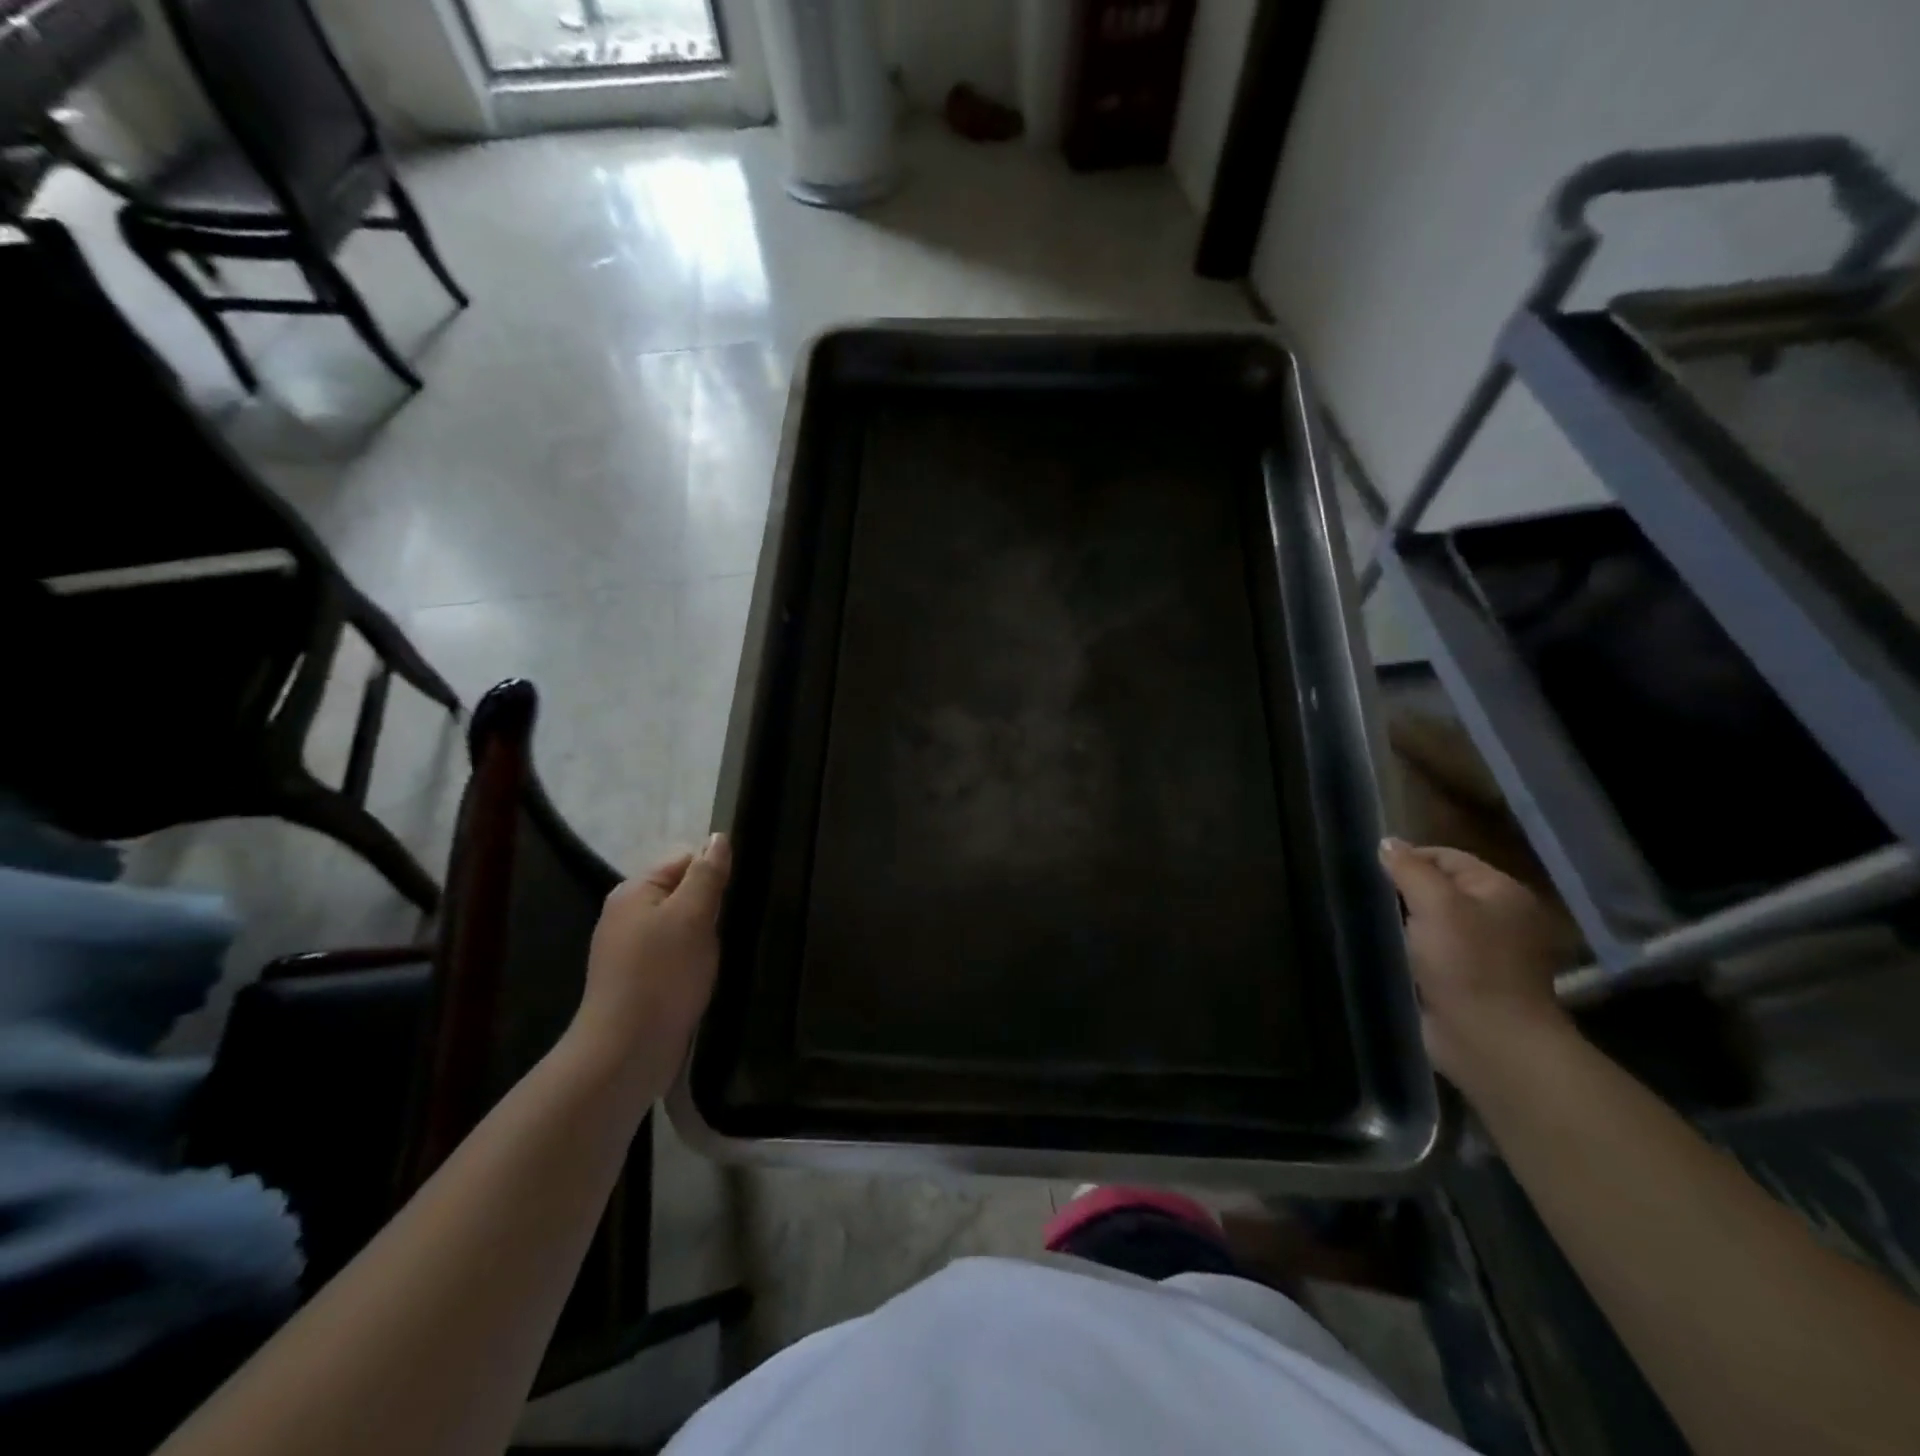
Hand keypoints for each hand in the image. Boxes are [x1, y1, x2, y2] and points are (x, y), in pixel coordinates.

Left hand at [570, 833, 730, 1091]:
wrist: (626, 1052)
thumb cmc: (663, 975)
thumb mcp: (693, 916)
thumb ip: (707, 875)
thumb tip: (718, 837)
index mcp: (633, 891)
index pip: (684, 860)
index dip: (712, 874)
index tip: (733, 899)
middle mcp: (625, 914)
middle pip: (681, 893)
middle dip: (709, 908)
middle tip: (727, 930)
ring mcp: (627, 950)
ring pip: (680, 927)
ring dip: (702, 938)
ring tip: (718, 956)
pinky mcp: (636, 981)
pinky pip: (672, 955)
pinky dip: (690, 962)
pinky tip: (701, 978)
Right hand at [1378, 838, 1574, 1087]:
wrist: (1489, 1041)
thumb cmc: (1467, 964)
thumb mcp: (1436, 904)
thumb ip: (1409, 869)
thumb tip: (1386, 843)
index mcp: (1501, 891)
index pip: (1446, 856)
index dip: (1408, 859)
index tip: (1370, 872)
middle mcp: (1497, 917)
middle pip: (1437, 889)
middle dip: (1401, 892)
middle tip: (1364, 897)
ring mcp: (1482, 952)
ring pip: (1429, 922)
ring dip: (1401, 923)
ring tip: (1365, 921)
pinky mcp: (1463, 981)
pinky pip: (1427, 952)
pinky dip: (1406, 950)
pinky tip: (1381, 951)